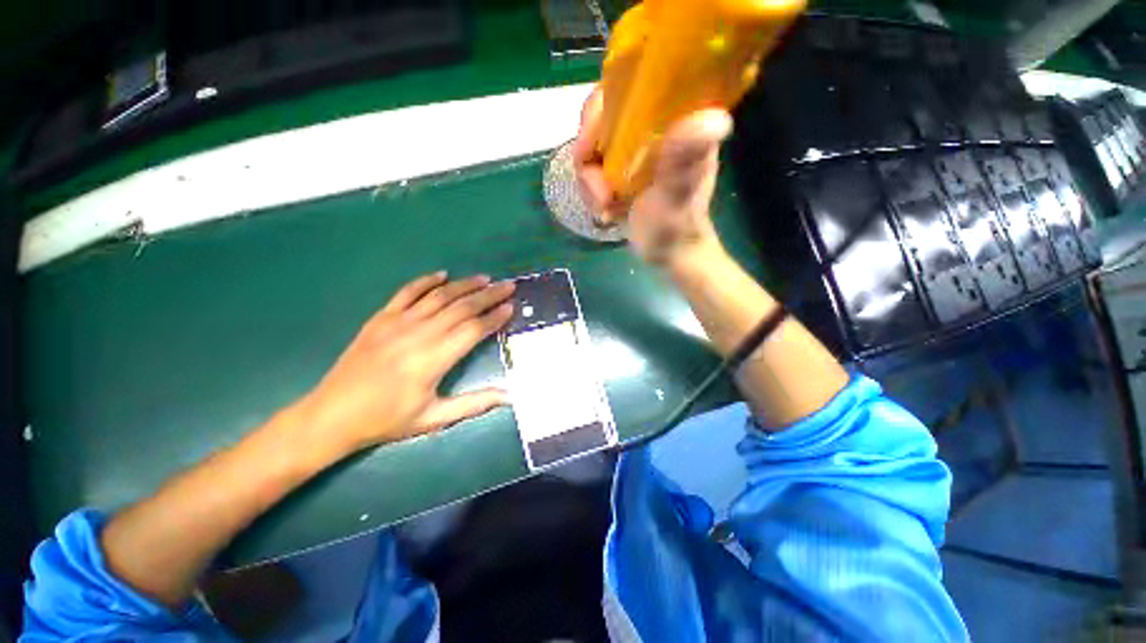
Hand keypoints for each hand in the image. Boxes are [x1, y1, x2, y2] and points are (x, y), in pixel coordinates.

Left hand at [296, 272, 514, 457]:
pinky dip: (426, 280)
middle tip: (508, 286)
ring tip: (485, 279)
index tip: (511, 307)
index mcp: (433, 360)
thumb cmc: (387, 419)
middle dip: (489, 295)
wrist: (331, 415)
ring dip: (465, 285)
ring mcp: (397, 323)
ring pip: (439, 296)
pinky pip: (407, 292)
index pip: (473, 330)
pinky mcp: (380, 318)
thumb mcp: (434, 418)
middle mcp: (419, 335)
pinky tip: (442, 274)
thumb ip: (475, 403)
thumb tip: (509, 397)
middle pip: (461, 308)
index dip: (495, 317)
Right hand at [572, 87, 733, 264]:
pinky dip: (591, 189)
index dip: (601, 109)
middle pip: (603, 117)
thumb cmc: (676, 227)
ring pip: (593, 146)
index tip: (589, 146)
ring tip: (603, 206)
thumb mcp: (678, 195)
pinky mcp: (623, 168)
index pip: (632, 86)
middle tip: (596, 189)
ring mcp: (635, 149)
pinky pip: (593, 167)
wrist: (668, 254)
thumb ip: (685, 161)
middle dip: (589, 155)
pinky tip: (605, 209)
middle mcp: (653, 127)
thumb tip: (717, 119)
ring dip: (589, 180)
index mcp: (676, 121)